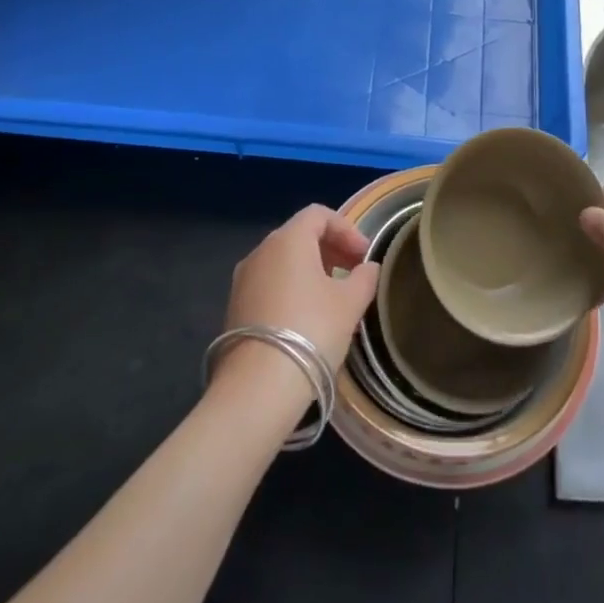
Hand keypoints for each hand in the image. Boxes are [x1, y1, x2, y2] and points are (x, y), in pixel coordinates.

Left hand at [221, 204, 379, 377]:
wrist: (258, 387)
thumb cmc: (312, 331)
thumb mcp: (350, 303)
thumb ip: (364, 277)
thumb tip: (368, 267)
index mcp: (287, 240)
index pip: (319, 215)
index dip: (347, 229)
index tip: (364, 255)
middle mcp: (260, 252)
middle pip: (299, 235)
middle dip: (331, 249)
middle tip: (354, 272)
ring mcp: (243, 280)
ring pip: (283, 262)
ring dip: (312, 270)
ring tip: (335, 298)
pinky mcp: (235, 307)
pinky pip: (270, 284)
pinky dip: (292, 288)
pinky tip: (308, 318)